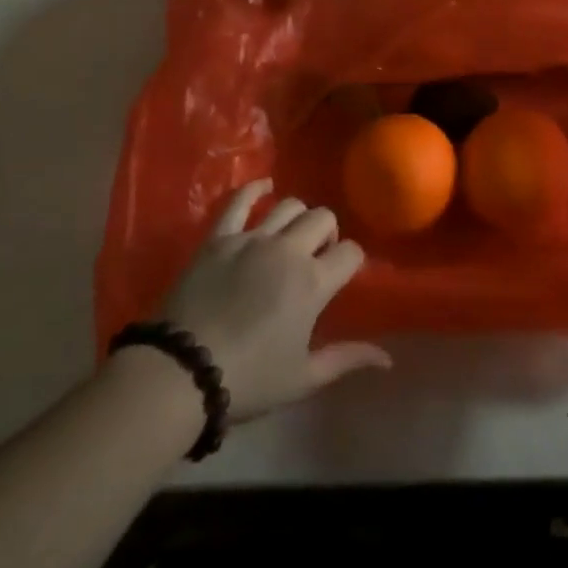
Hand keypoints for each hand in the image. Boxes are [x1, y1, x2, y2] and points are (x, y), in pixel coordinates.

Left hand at [158, 179, 390, 418]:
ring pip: (289, 205)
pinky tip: (263, 188)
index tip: (342, 276)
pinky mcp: (219, 237)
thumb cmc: (248, 379)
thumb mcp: (303, 378)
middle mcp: (288, 250)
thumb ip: (347, 359)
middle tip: (316, 257)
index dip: (351, 261)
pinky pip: (239, 200)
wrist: (180, 373)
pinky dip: (254, 190)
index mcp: (313, 282)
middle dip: (327, 233)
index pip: (350, 252)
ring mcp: (252, 238)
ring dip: (298, 217)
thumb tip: (388, 358)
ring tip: (291, 236)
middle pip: (323, 218)